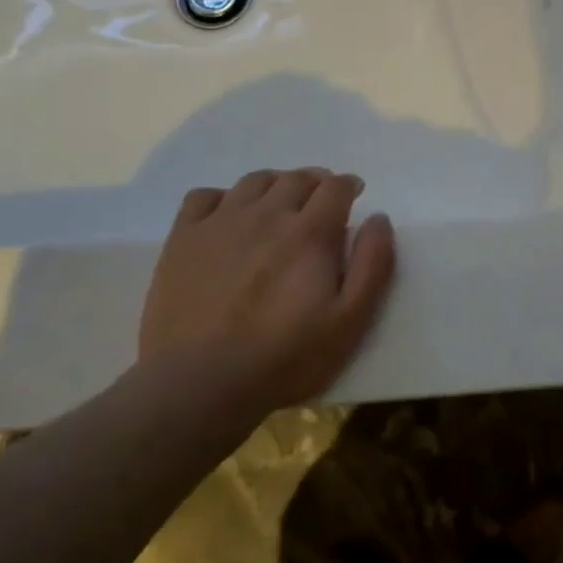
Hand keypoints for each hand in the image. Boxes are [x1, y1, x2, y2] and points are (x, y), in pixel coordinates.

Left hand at [137, 169, 396, 418]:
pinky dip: (223, 197)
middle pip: (297, 178)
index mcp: (310, 232)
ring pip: (254, 181)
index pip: (335, 187)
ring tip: (280, 202)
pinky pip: (203, 196)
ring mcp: (220, 223)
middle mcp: (267, 215)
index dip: (348, 186)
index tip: (353, 195)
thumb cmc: (285, 357)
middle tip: (321, 200)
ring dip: (276, 184)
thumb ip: (372, 264)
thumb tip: (379, 218)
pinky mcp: (183, 239)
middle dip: (316, 182)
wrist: (200, 384)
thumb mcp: (350, 321)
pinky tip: (228, 217)